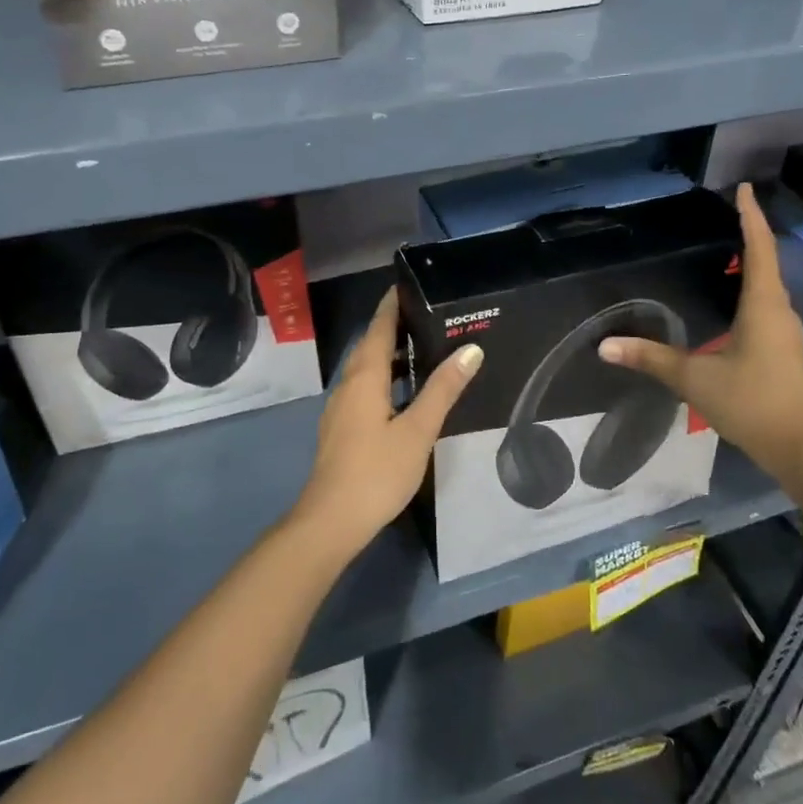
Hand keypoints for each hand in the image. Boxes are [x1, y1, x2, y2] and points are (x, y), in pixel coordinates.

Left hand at [290, 287, 481, 558]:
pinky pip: (364, 388)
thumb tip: (471, 349)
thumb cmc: (377, 471)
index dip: (393, 304)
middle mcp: (348, 384)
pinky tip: (405, 392)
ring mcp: (341, 407)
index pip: (379, 327)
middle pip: (370, 344)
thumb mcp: (418, 429)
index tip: (411, 283)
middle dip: (394, 326)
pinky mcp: (342, 427)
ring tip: (424, 348)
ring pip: (366, 368)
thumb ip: (443, 389)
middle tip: (429, 314)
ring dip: (390, 354)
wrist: (331, 520)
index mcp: (364, 377)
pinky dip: (385, 378)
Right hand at [599, 183, 802, 487]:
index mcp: (763, 306)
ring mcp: (787, 333)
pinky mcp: (786, 352)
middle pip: (767, 263)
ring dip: (752, 265)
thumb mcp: (694, 378)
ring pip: (769, 288)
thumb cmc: (750, 403)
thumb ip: (651, 359)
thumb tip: (605, 346)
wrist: (800, 449)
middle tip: (727, 215)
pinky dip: (752, 292)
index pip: (759, 249)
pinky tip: (735, 303)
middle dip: (749, 236)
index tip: (743, 188)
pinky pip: (768, 308)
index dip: (750, 216)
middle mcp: (780, 312)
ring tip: (728, 252)